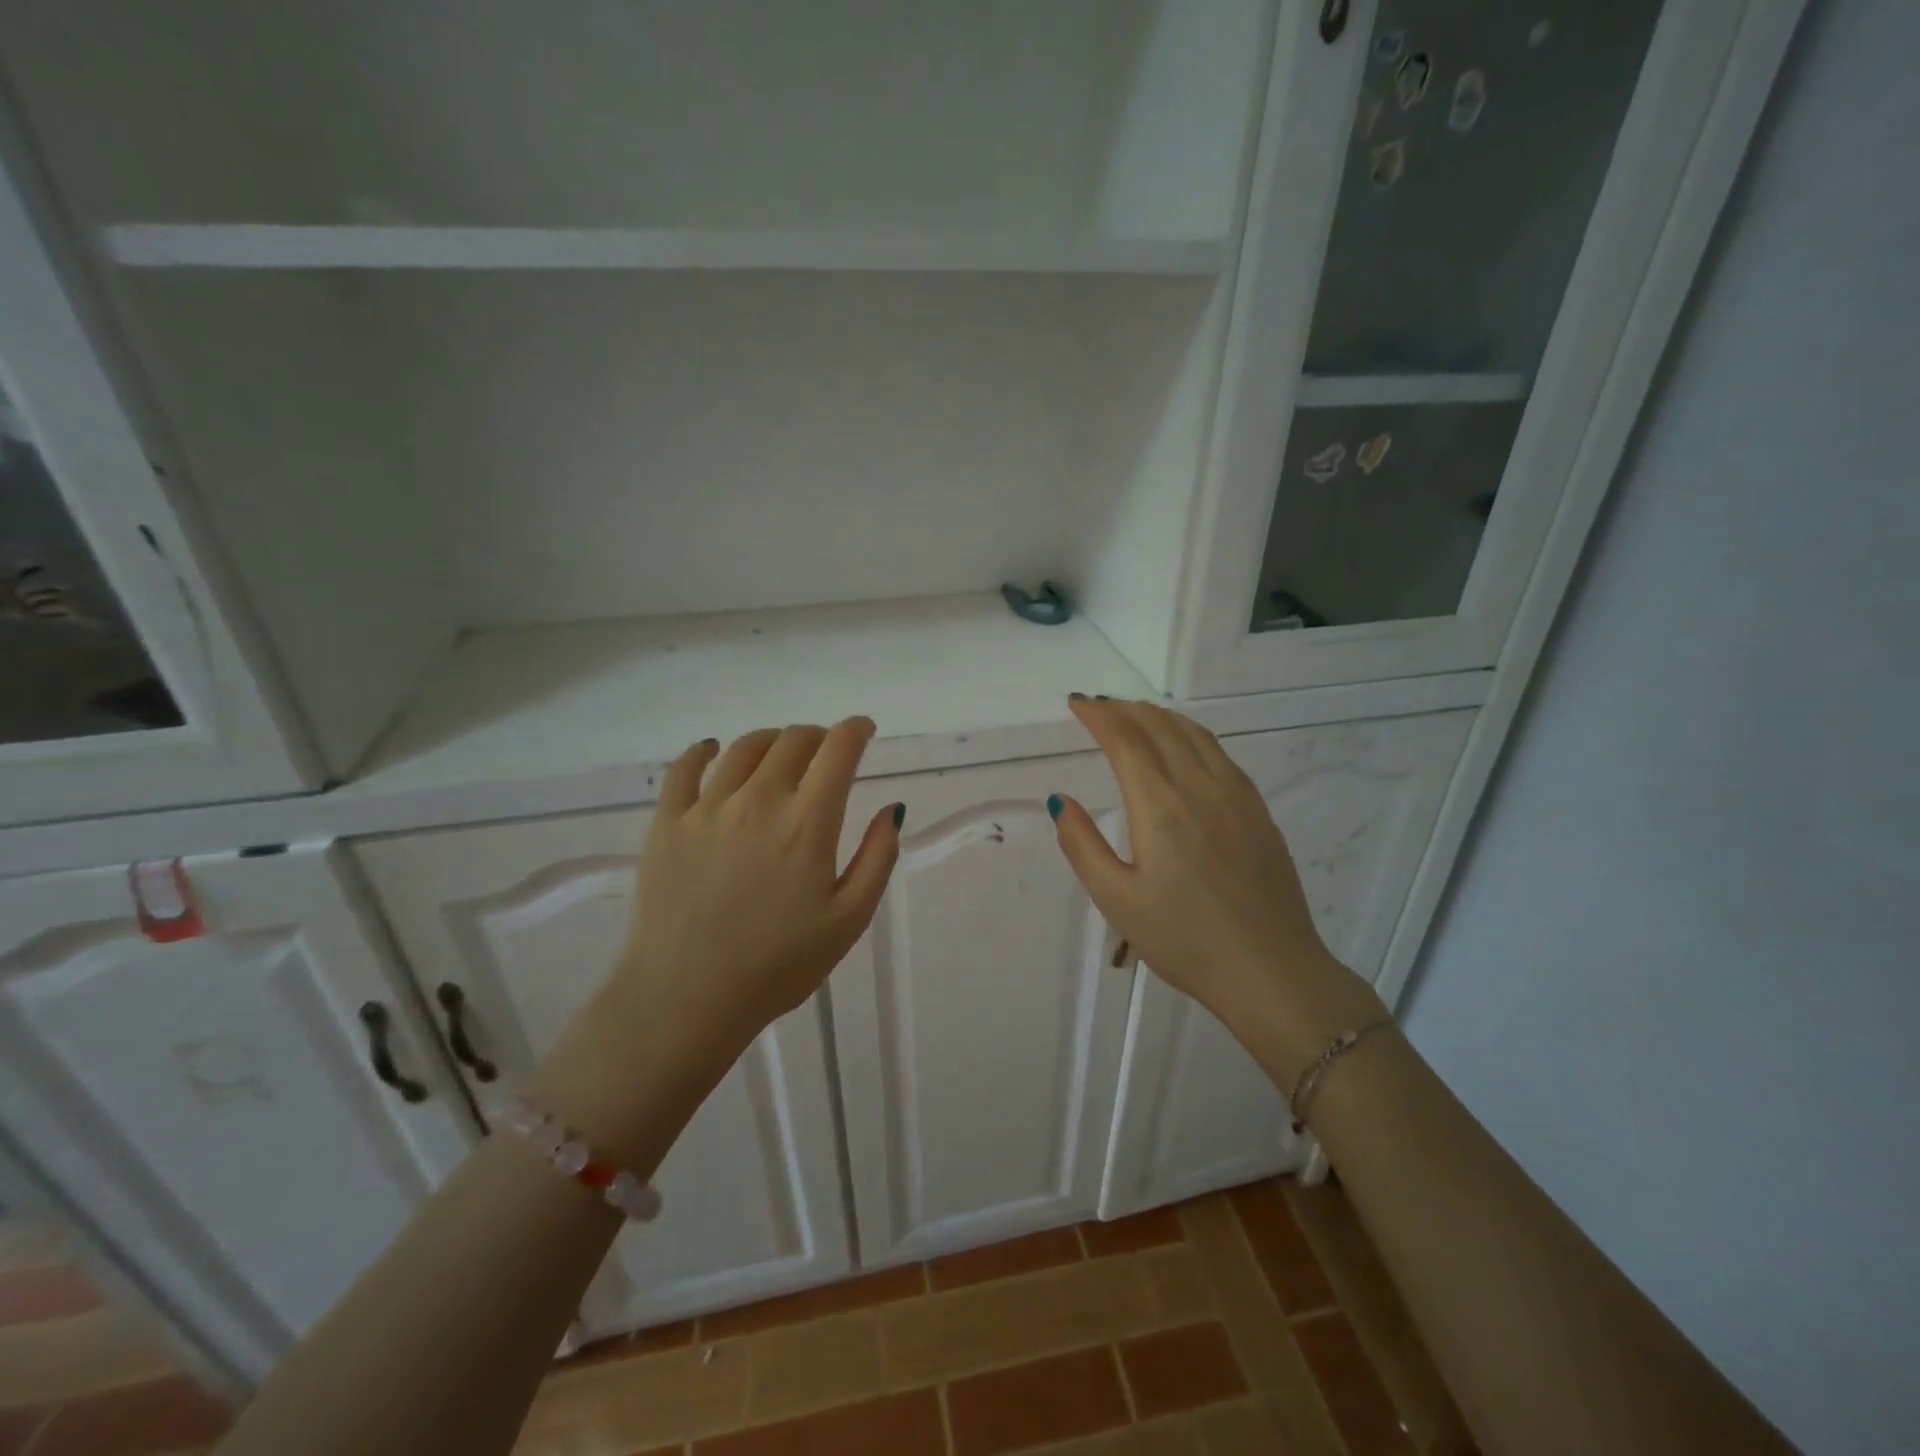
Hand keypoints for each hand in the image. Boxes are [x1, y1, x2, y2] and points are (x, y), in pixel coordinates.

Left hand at [534, 719, 899, 1167]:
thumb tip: (892, 809)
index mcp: (808, 822)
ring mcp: (707, 808)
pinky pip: (685, 768)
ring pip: (745, 748)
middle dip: (818, 736)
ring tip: (780, 752)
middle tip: (825, 751)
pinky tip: (713, 750)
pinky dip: (704, 750)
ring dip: (772, 740)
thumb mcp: (849, 920)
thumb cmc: (778, 966)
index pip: (838, 749)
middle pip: (793, 740)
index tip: (863, 730)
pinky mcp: (666, 823)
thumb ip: (878, 858)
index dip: (856, 730)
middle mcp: (758, 800)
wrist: (685, 999)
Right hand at [1050, 698, 1385, 1080]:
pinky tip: (1184, 746)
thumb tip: (1062, 801)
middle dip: (1125, 709)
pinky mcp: (1258, 811)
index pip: (1125, 740)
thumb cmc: (1184, 940)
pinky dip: (1191, 734)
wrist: (1270, 971)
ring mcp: (1236, 796)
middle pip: (1160, 727)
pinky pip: (1220, 753)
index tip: (1077, 704)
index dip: (1099, 715)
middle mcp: (1200, 787)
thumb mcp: (1117, 900)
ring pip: (1194, 734)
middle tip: (1099, 707)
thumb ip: (1082, 845)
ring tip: (1135, 715)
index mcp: (1160, 807)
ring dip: (1159, 716)